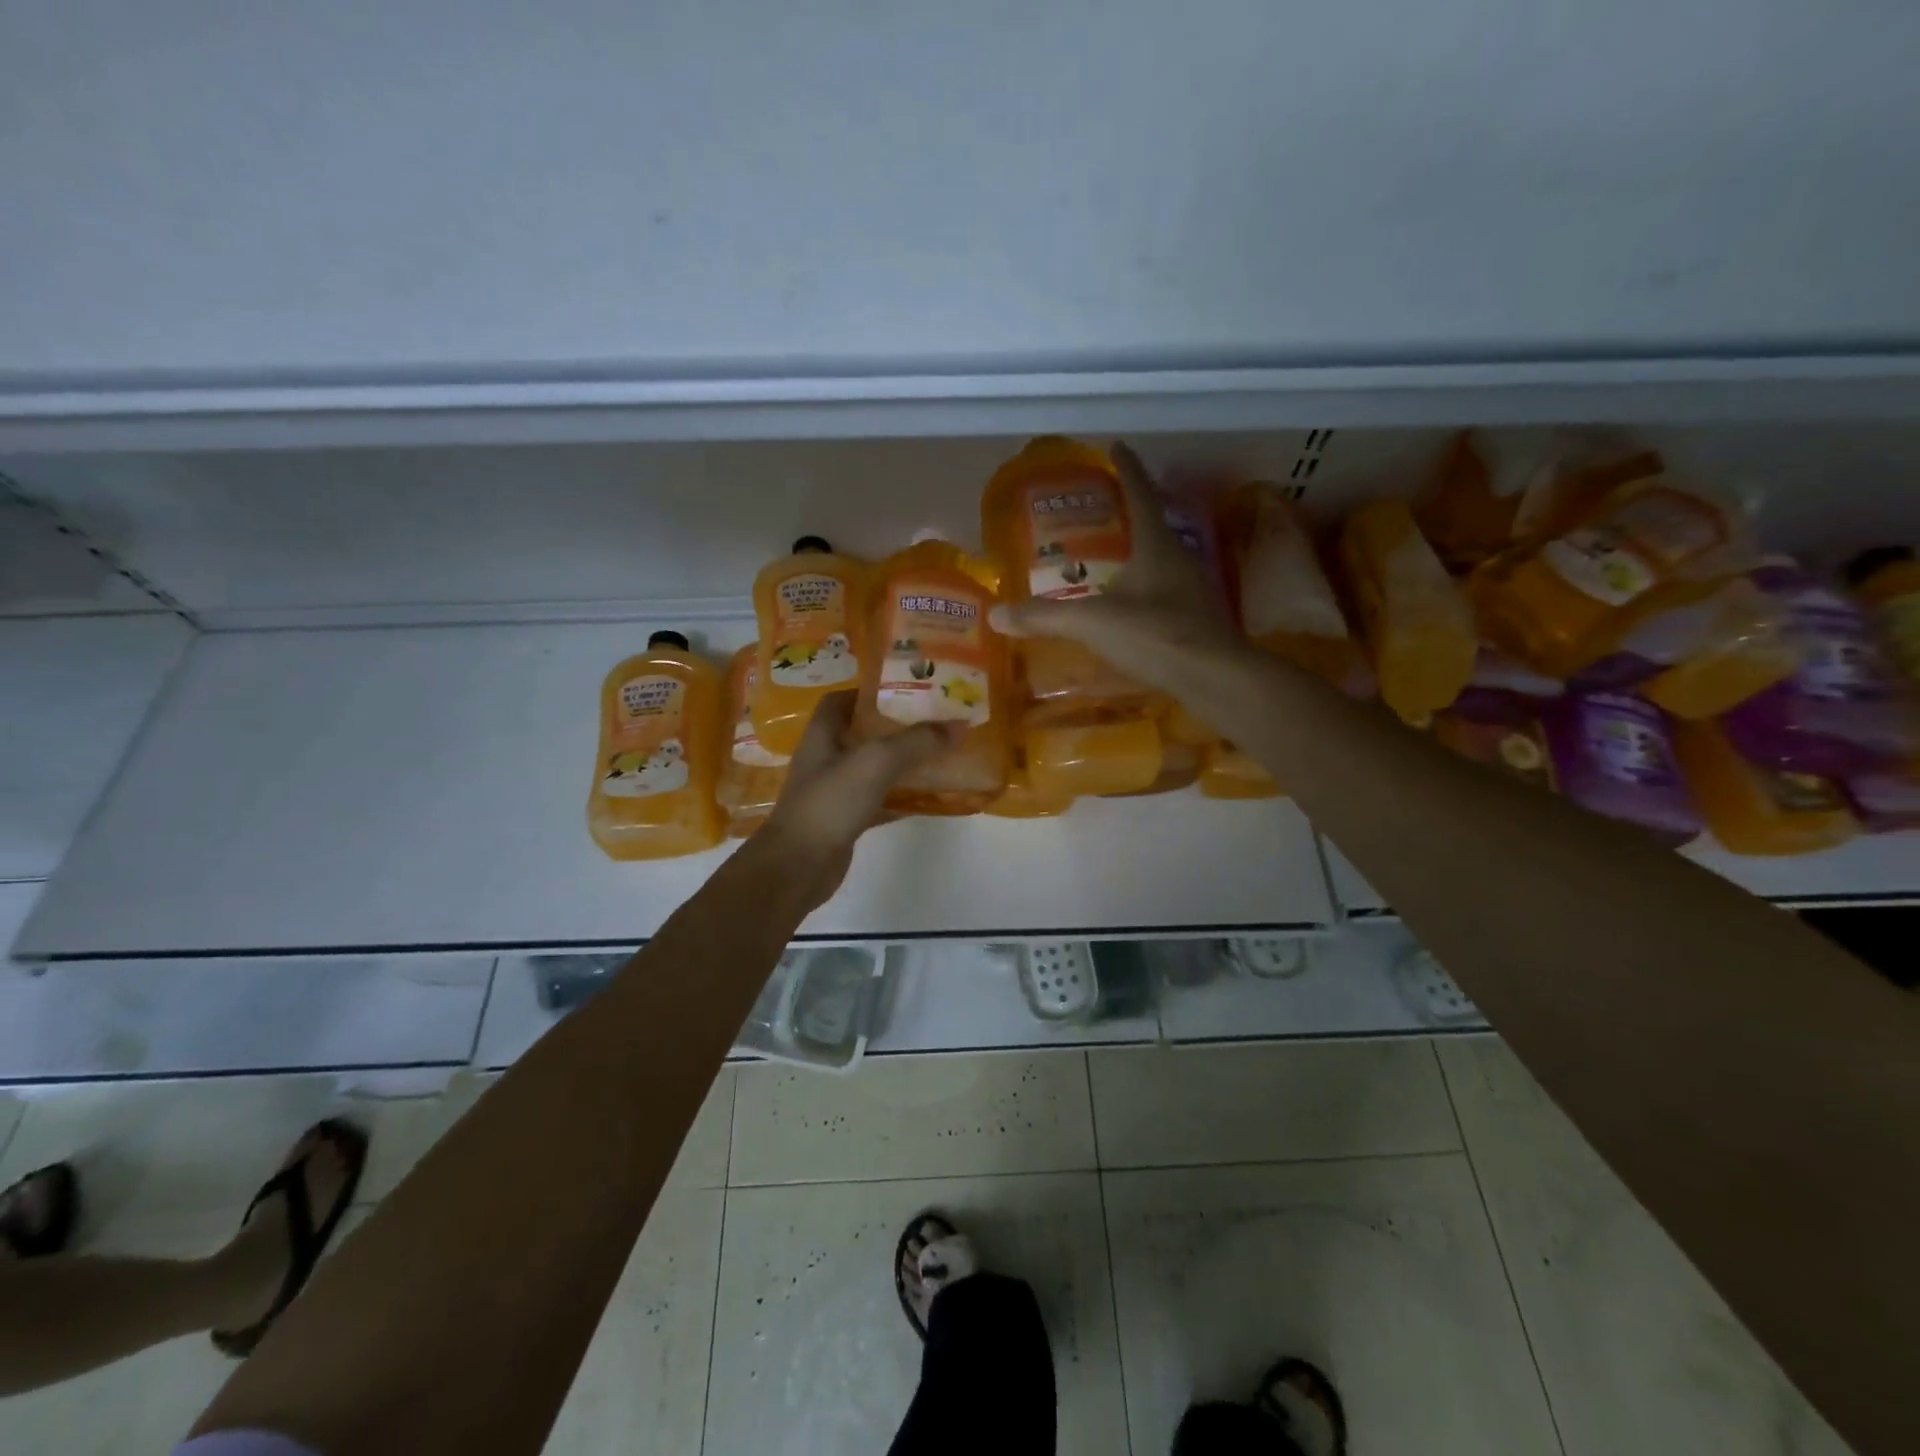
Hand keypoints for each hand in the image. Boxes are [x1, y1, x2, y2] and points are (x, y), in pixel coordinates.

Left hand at [756, 692, 960, 910]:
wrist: (798, 866)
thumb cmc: (830, 802)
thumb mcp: (876, 762)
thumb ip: (916, 741)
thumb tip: (958, 725)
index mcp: (823, 734)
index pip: (842, 700)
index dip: (871, 691)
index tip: (907, 690)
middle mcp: (826, 758)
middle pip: (863, 733)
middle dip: (897, 727)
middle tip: (935, 721)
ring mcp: (835, 791)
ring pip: (874, 768)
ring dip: (903, 762)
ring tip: (940, 754)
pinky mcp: (846, 820)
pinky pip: (879, 800)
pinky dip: (903, 797)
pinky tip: (931, 797)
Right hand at [987, 440, 1242, 687]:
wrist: (1213, 678)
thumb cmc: (1156, 634)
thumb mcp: (1093, 622)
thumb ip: (1045, 617)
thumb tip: (995, 614)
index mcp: (1157, 545)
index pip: (1140, 494)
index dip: (1127, 469)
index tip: (1116, 446)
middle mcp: (1179, 559)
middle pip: (1152, 524)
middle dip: (1129, 511)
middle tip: (1103, 505)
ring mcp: (1191, 589)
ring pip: (1160, 558)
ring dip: (1137, 551)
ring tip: (1111, 554)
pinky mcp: (1194, 618)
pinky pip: (1164, 590)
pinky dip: (1143, 586)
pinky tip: (1128, 603)